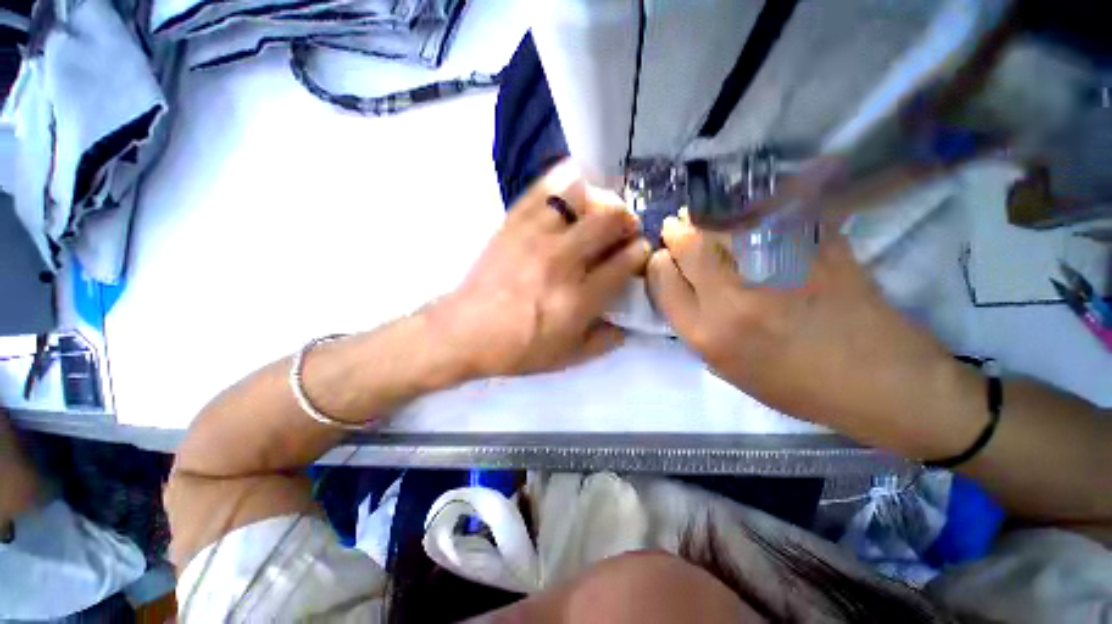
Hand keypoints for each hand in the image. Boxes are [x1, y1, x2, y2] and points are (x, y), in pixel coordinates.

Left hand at [428, 162, 649, 376]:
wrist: (466, 332)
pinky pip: (543, 189)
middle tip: (623, 229)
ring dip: (600, 200)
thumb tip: (627, 324)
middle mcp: (562, 261)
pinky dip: (564, 180)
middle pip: (610, 220)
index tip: (638, 252)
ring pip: (581, 197)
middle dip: (627, 221)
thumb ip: (605, 341)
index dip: (640, 252)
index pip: (626, 261)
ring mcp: (535, 237)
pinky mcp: (513, 223)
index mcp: (579, 298)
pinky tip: (572, 187)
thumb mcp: (568, 357)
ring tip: (599, 211)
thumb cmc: (519, 349)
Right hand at [646, 215, 970, 446]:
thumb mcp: (727, 369)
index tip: (665, 259)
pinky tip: (747, 211)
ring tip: (705, 216)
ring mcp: (777, 270)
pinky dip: (753, 207)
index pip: (663, 280)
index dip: (659, 263)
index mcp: (708, 334)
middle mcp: (733, 299)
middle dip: (676, 232)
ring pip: (724, 224)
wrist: (879, 383)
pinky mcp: (816, 249)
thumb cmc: (796, 386)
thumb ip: (696, 325)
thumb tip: (681, 286)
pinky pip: (772, 214)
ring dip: (707, 216)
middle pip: (688, 245)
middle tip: (678, 226)